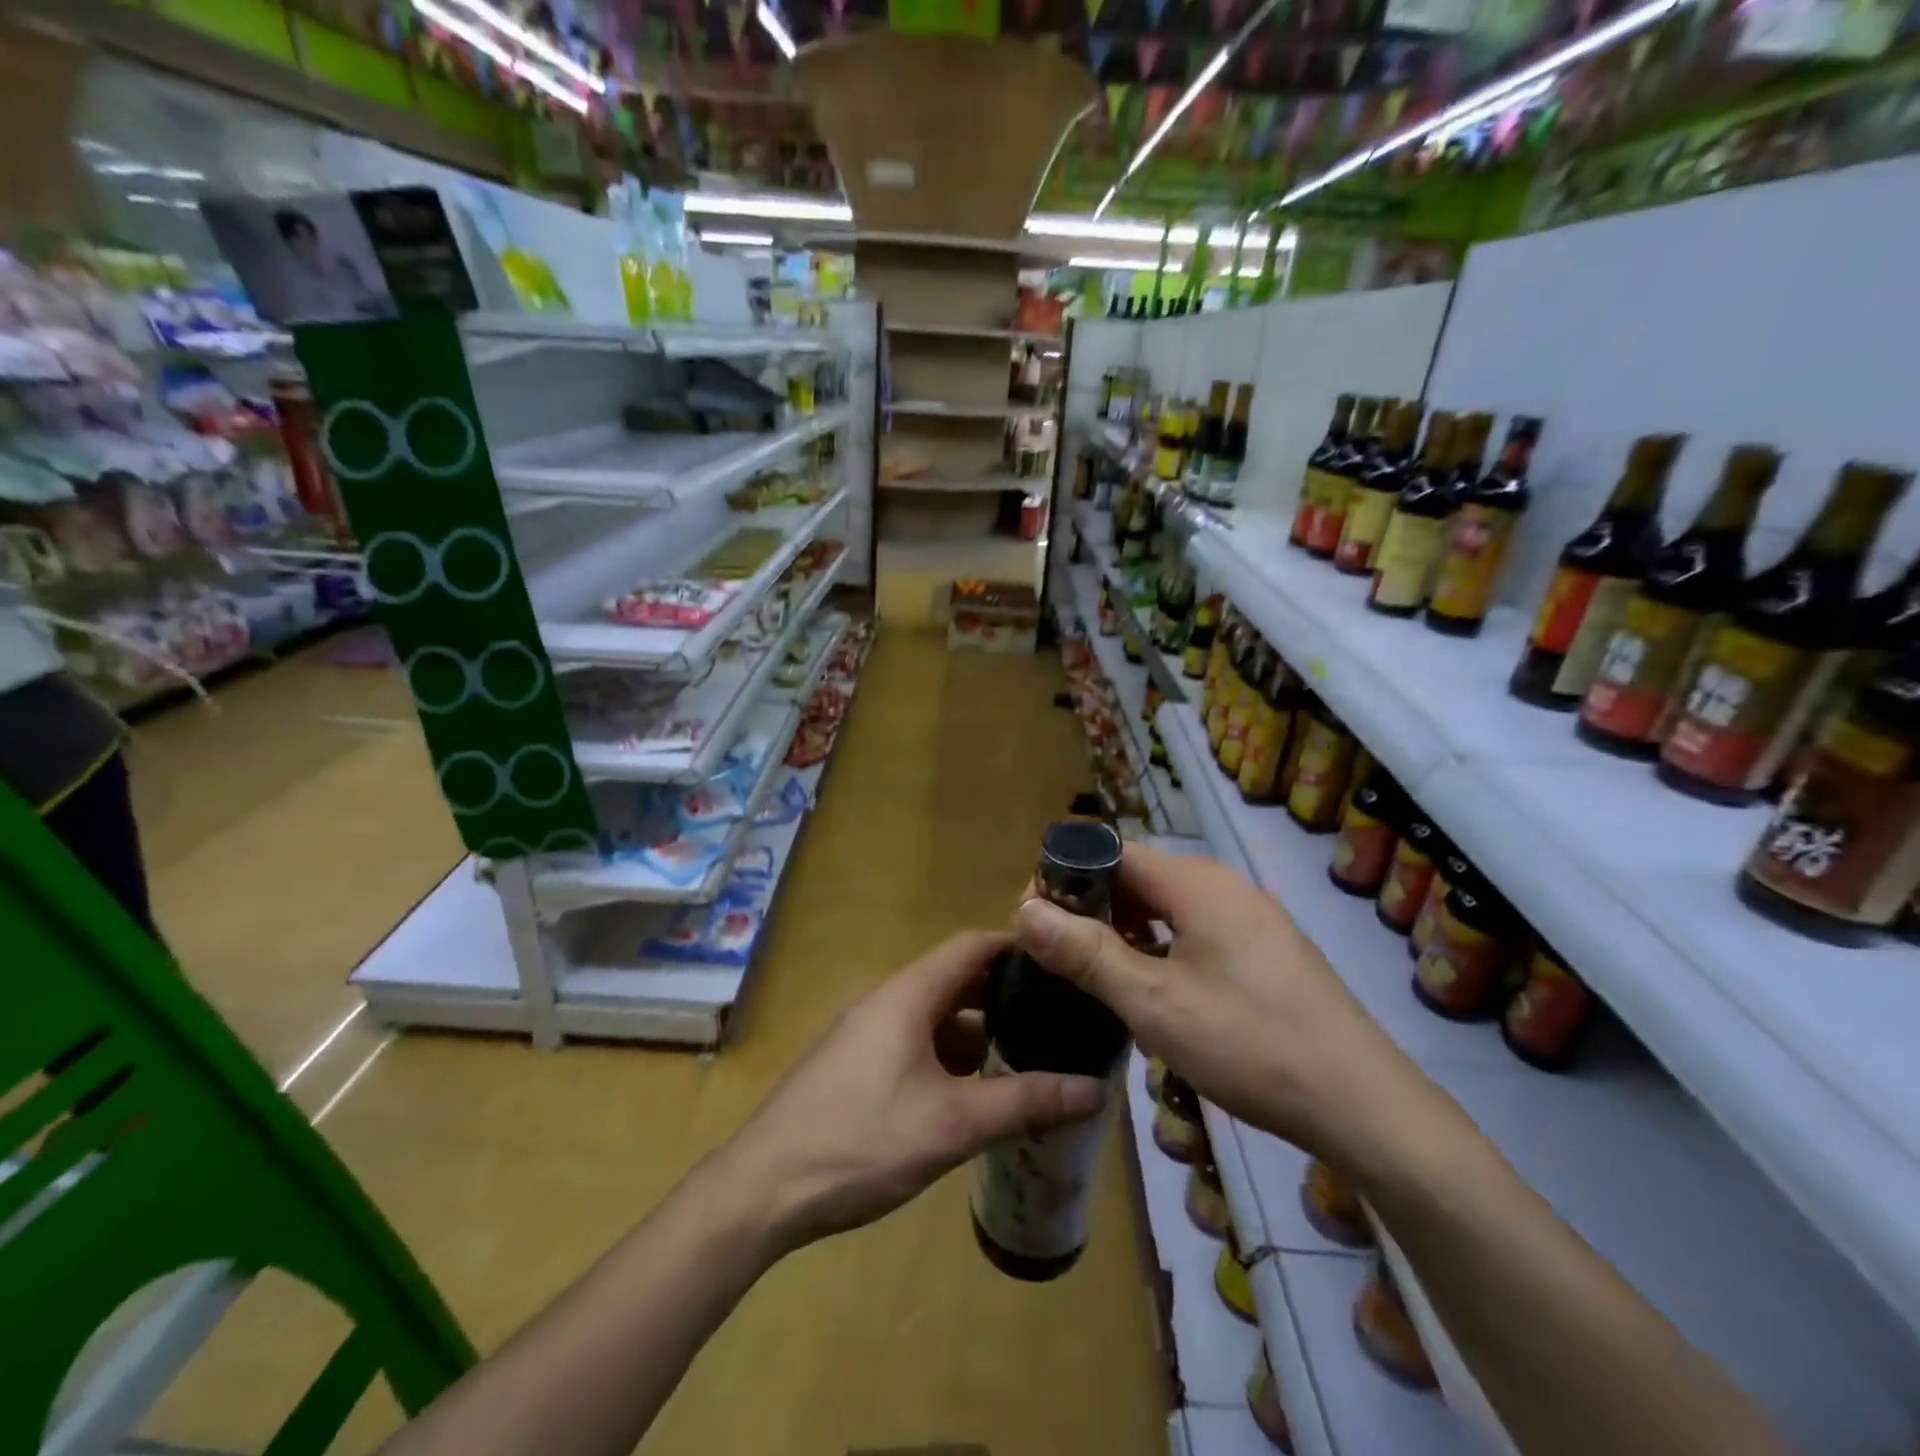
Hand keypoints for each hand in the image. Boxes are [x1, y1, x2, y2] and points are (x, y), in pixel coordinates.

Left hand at [719, 931, 1108, 1253]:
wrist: (762, 1188)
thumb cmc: (861, 1140)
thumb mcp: (952, 1124)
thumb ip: (1025, 1102)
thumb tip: (1095, 1089)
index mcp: (908, 994)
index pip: (971, 946)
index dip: (1017, 948)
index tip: (1061, 964)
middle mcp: (886, 1001)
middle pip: (955, 980)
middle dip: (1003, 997)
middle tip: (1055, 1018)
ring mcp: (866, 1033)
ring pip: (934, 1017)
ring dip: (977, 1033)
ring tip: (1025, 1058)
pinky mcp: (854, 1065)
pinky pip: (913, 1044)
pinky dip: (948, 1058)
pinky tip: (972, 1094)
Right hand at [1012, 843, 1428, 1172]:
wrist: (1363, 1105)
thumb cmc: (1250, 1044)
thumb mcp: (1153, 1003)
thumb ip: (1086, 953)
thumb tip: (1025, 910)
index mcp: (1196, 883)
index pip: (1111, 853)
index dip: (1065, 878)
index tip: (1034, 920)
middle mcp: (1223, 886)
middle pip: (1137, 878)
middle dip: (1091, 909)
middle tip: (1057, 956)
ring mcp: (1249, 918)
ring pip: (1165, 908)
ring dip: (1124, 933)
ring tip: (1095, 978)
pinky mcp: (1263, 951)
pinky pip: (1194, 932)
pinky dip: (1159, 950)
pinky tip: (1150, 994)